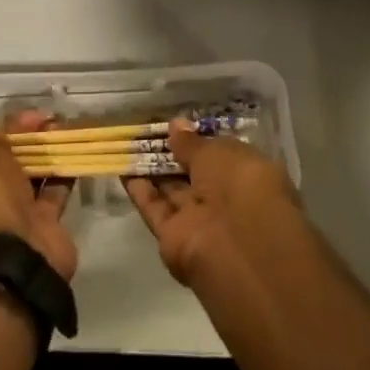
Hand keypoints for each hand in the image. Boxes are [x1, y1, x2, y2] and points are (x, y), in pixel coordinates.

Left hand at [0, 111, 77, 279]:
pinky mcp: (36, 233)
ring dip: (40, 153)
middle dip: (16, 143)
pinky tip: (71, 147)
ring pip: (23, 181)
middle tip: (37, 119)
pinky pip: (50, 195)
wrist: (9, 257)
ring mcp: (2, 227)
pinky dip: (60, 172)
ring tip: (58, 125)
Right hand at [125, 120, 300, 284]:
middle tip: (146, 132)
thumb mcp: (217, 152)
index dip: (198, 141)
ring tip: (129, 144)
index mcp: (246, 175)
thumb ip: (193, 143)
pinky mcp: (174, 237)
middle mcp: (223, 198)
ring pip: (172, 191)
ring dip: (153, 170)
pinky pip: (155, 209)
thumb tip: (176, 125)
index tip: (176, 126)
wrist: (234, 245)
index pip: (220, 155)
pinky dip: (140, 191)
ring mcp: (199, 220)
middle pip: (193, 174)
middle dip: (173, 154)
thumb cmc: (238, 184)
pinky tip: (123, 169)